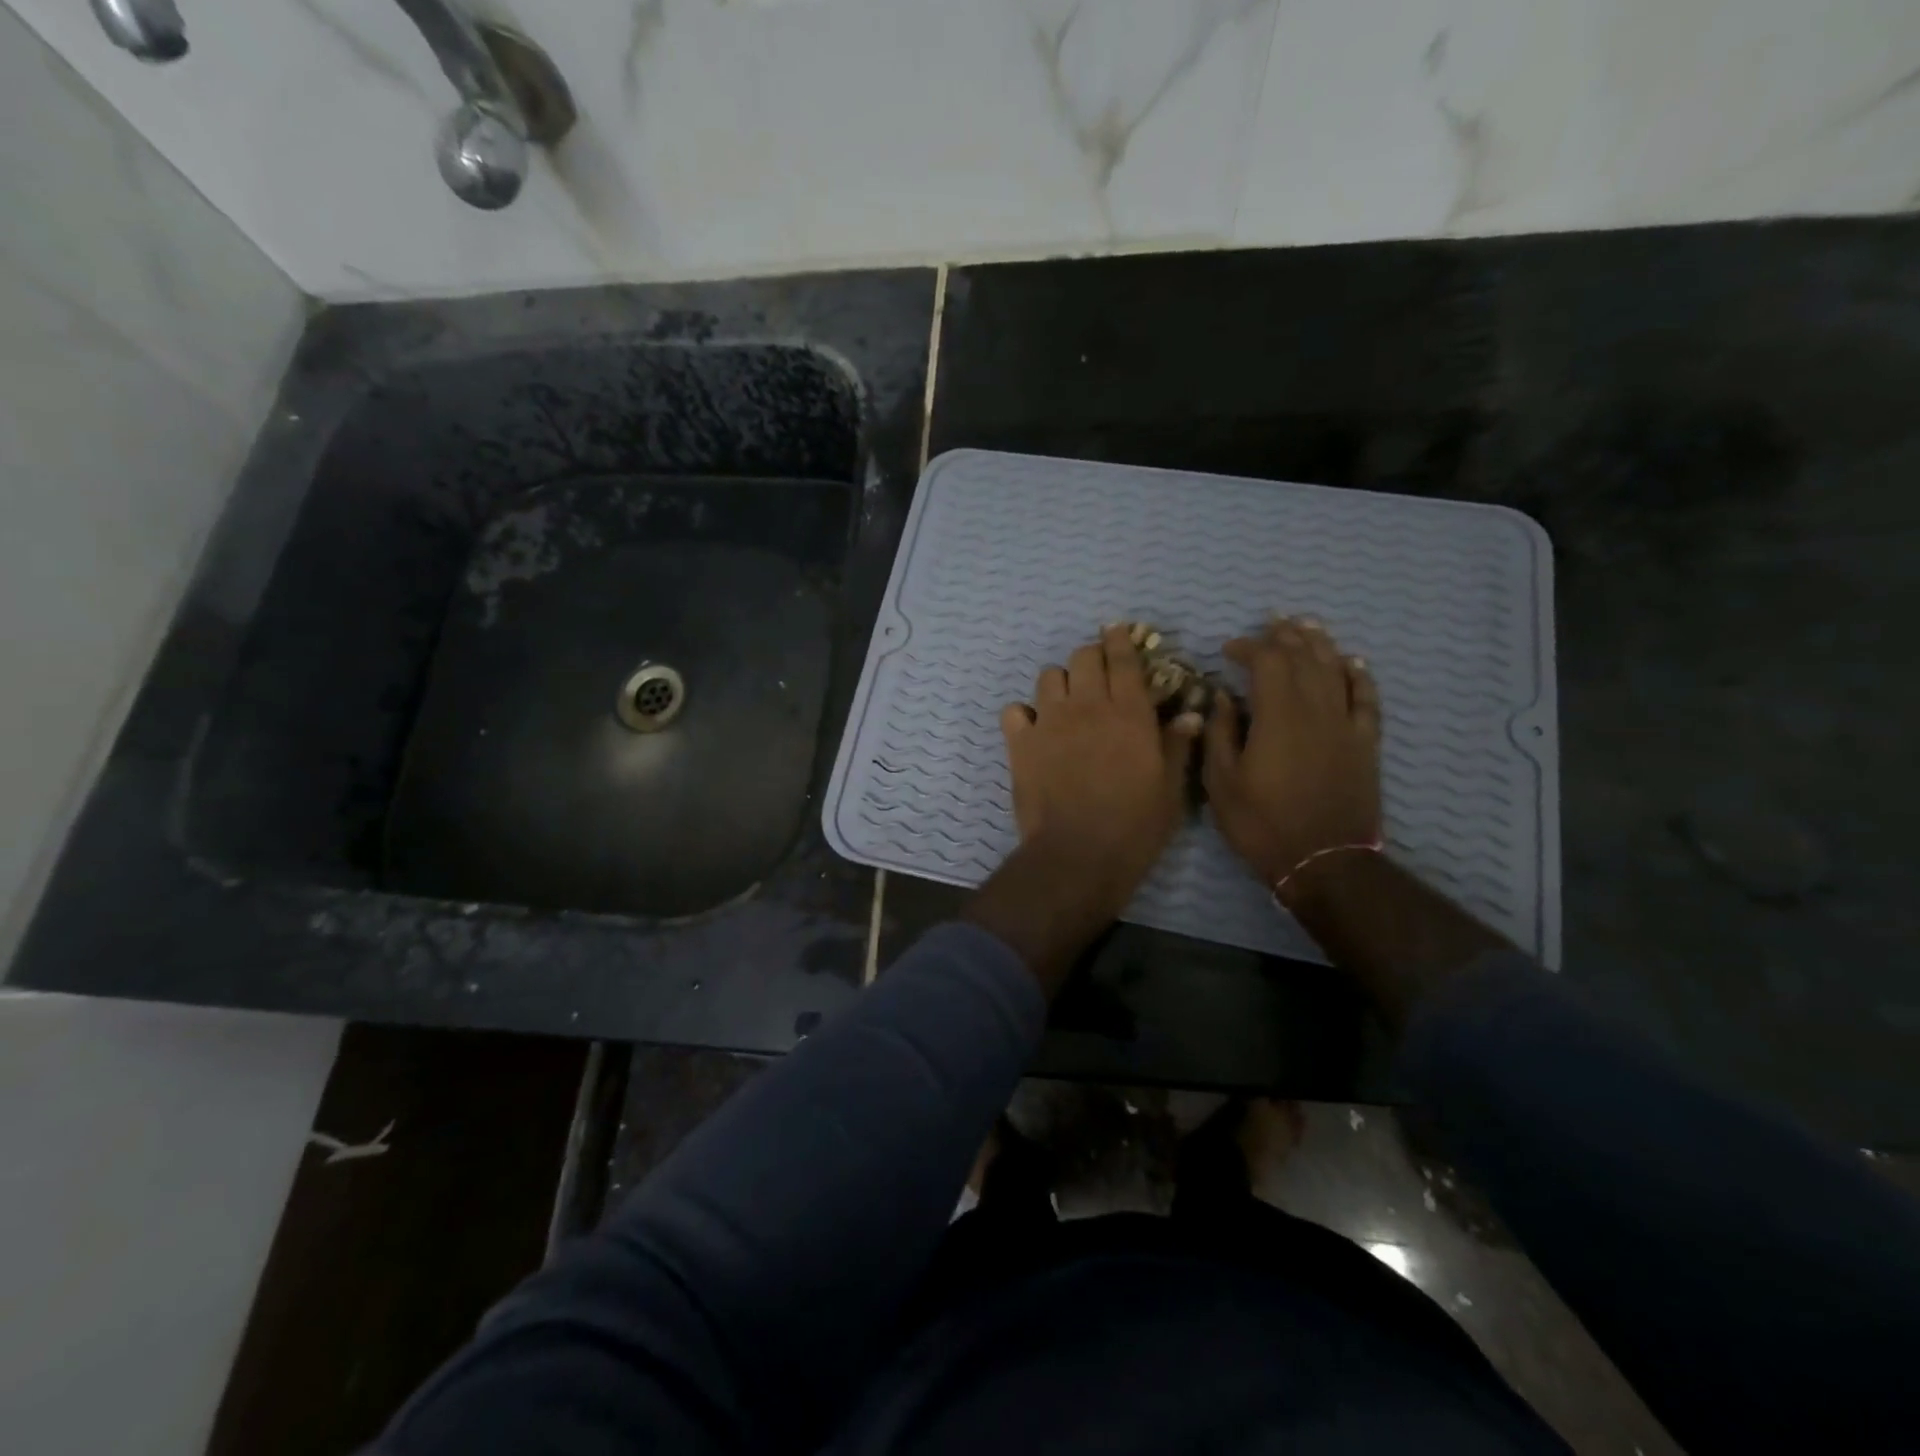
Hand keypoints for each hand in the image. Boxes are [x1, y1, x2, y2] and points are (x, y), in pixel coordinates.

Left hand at [999, 626, 1202, 917]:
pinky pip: (1015, 710)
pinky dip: (1023, 714)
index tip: (1116, 630)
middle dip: (1092, 658)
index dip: (1120, 640)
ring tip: (1067, 704)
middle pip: (1084, 657)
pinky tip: (1033, 730)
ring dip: (1061, 683)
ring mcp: (1049, 722)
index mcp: (1130, 713)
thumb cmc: (1134, 827)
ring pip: (1049, 676)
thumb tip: (1190, 714)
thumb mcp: (1170, 790)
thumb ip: (1177, 747)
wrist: (1078, 855)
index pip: (1124, 660)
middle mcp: (1088, 706)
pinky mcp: (1020, 743)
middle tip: (1097, 675)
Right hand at [1203, 617, 1382, 900]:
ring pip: (1336, 670)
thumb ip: (1220, 734)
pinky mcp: (1365, 743)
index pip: (1268, 662)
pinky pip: (1367, 699)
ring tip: (1306, 625)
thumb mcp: (1221, 783)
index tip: (1228, 649)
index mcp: (1277, 717)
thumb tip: (1222, 697)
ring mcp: (1345, 725)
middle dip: (1285, 636)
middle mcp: (1316, 710)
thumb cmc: (1262, 824)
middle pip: (1304, 658)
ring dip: (1320, 644)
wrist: (1324, 861)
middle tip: (1270, 623)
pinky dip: (1360, 675)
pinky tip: (1353, 661)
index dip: (1248, 647)